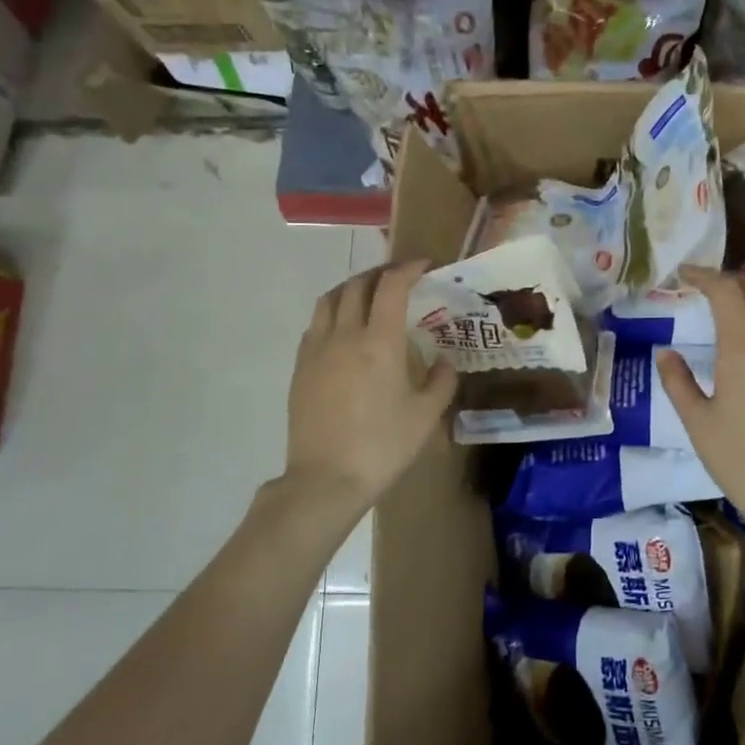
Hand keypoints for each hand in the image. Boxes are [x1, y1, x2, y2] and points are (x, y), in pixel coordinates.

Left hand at [284, 261, 456, 514]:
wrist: (326, 479)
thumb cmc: (383, 446)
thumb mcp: (426, 416)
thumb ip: (441, 381)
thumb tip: (444, 361)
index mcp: (380, 342)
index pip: (392, 286)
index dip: (408, 268)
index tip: (424, 265)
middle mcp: (345, 335)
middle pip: (357, 285)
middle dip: (380, 273)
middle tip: (399, 277)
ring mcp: (317, 349)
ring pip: (329, 299)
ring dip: (351, 287)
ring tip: (368, 295)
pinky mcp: (300, 367)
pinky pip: (316, 324)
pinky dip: (333, 312)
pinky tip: (344, 330)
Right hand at [654, 267, 744, 539]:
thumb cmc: (739, 461)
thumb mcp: (697, 423)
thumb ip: (678, 382)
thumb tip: (665, 353)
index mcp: (743, 352)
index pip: (727, 293)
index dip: (705, 276)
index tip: (685, 274)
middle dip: (733, 280)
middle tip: (707, 287)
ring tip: (732, 307)